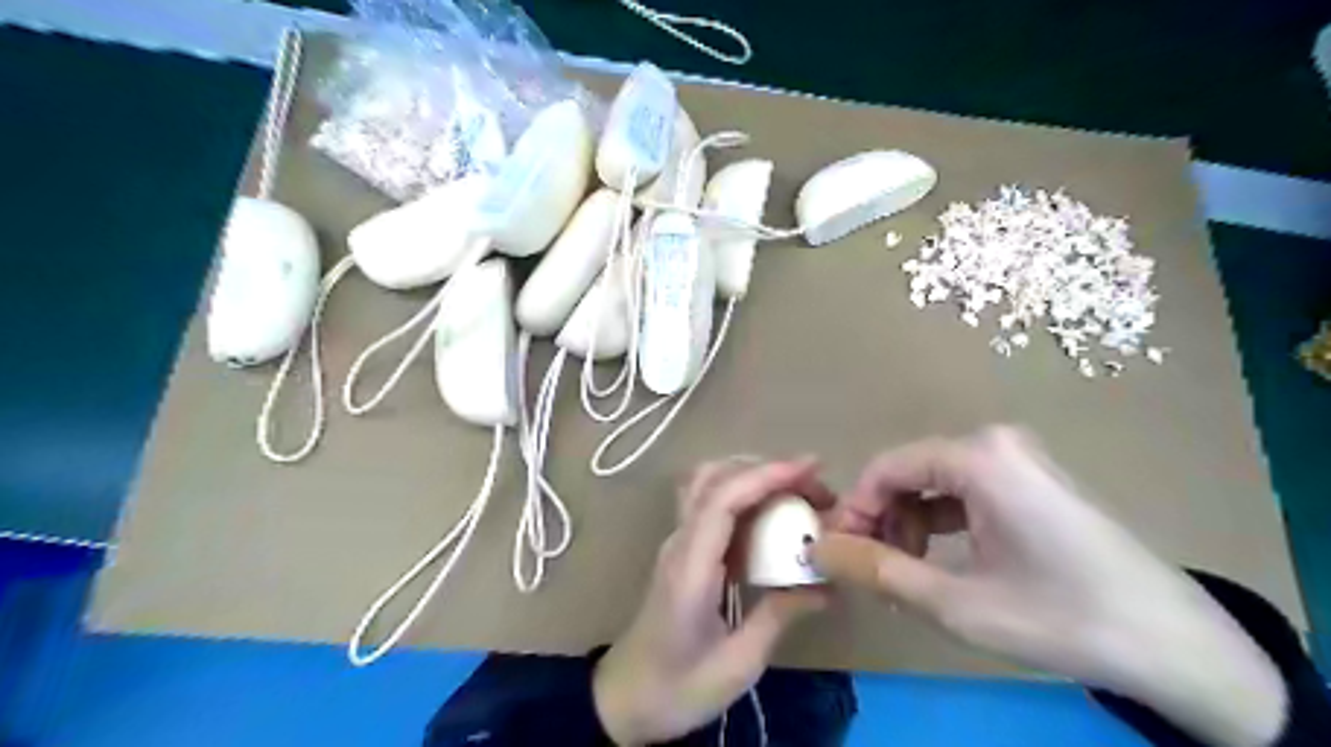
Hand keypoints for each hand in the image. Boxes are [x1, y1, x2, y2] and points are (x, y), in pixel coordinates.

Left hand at [595, 458, 829, 743]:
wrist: (625, 700)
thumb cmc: (678, 688)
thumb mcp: (738, 663)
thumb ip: (780, 615)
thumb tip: (825, 583)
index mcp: (690, 567)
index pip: (723, 499)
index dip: (767, 476)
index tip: (811, 469)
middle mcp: (680, 543)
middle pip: (713, 477)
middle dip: (765, 470)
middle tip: (813, 487)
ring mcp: (677, 544)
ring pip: (708, 484)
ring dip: (752, 477)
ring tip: (797, 494)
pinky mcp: (683, 552)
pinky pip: (711, 506)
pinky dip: (744, 496)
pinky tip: (773, 518)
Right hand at [813, 425, 1288, 746]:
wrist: (1175, 645)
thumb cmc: (1060, 617)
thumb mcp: (955, 602)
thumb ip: (878, 571)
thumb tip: (818, 549)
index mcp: (979, 458)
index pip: (885, 468)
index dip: (853, 509)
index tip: (839, 552)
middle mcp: (996, 443)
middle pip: (910, 473)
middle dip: (881, 520)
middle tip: (871, 570)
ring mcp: (1019, 460)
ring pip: (935, 483)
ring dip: (908, 525)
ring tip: (905, 575)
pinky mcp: (1033, 481)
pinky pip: (965, 491)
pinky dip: (940, 524)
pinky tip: (938, 563)